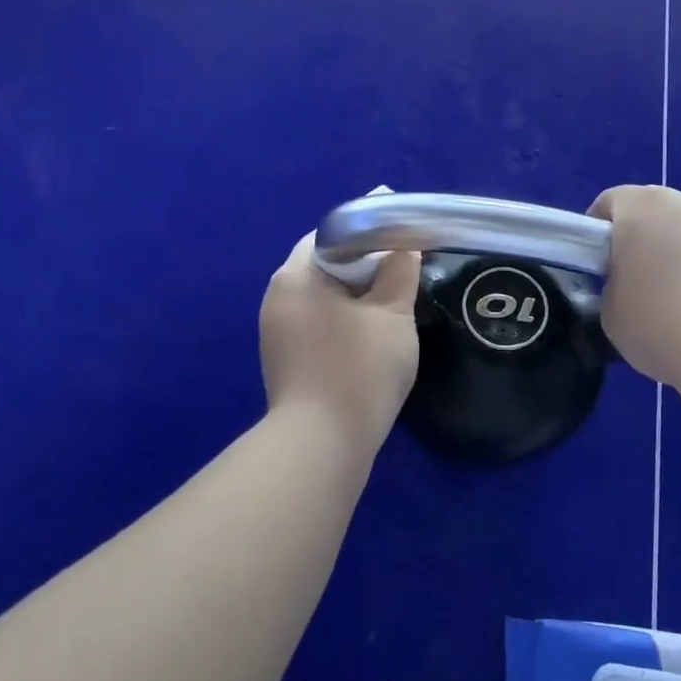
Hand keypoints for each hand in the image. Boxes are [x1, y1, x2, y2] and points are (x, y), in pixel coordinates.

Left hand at [259, 234, 420, 454]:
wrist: (322, 446)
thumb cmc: (358, 368)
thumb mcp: (393, 313)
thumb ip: (400, 271)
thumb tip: (403, 247)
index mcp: (295, 277)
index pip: (330, 236)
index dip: (367, 234)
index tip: (399, 244)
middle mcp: (277, 299)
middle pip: (325, 267)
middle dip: (364, 269)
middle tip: (402, 274)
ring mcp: (277, 334)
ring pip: (323, 299)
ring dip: (356, 298)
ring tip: (392, 306)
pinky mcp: (286, 362)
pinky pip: (318, 325)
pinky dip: (344, 322)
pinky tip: (371, 339)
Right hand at [589, 186, 680, 387]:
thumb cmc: (660, 325)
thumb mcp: (611, 314)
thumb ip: (613, 289)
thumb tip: (629, 289)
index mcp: (644, 208)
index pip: (610, 203)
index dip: (598, 234)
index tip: (599, 268)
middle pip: (659, 215)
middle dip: (647, 243)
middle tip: (639, 287)